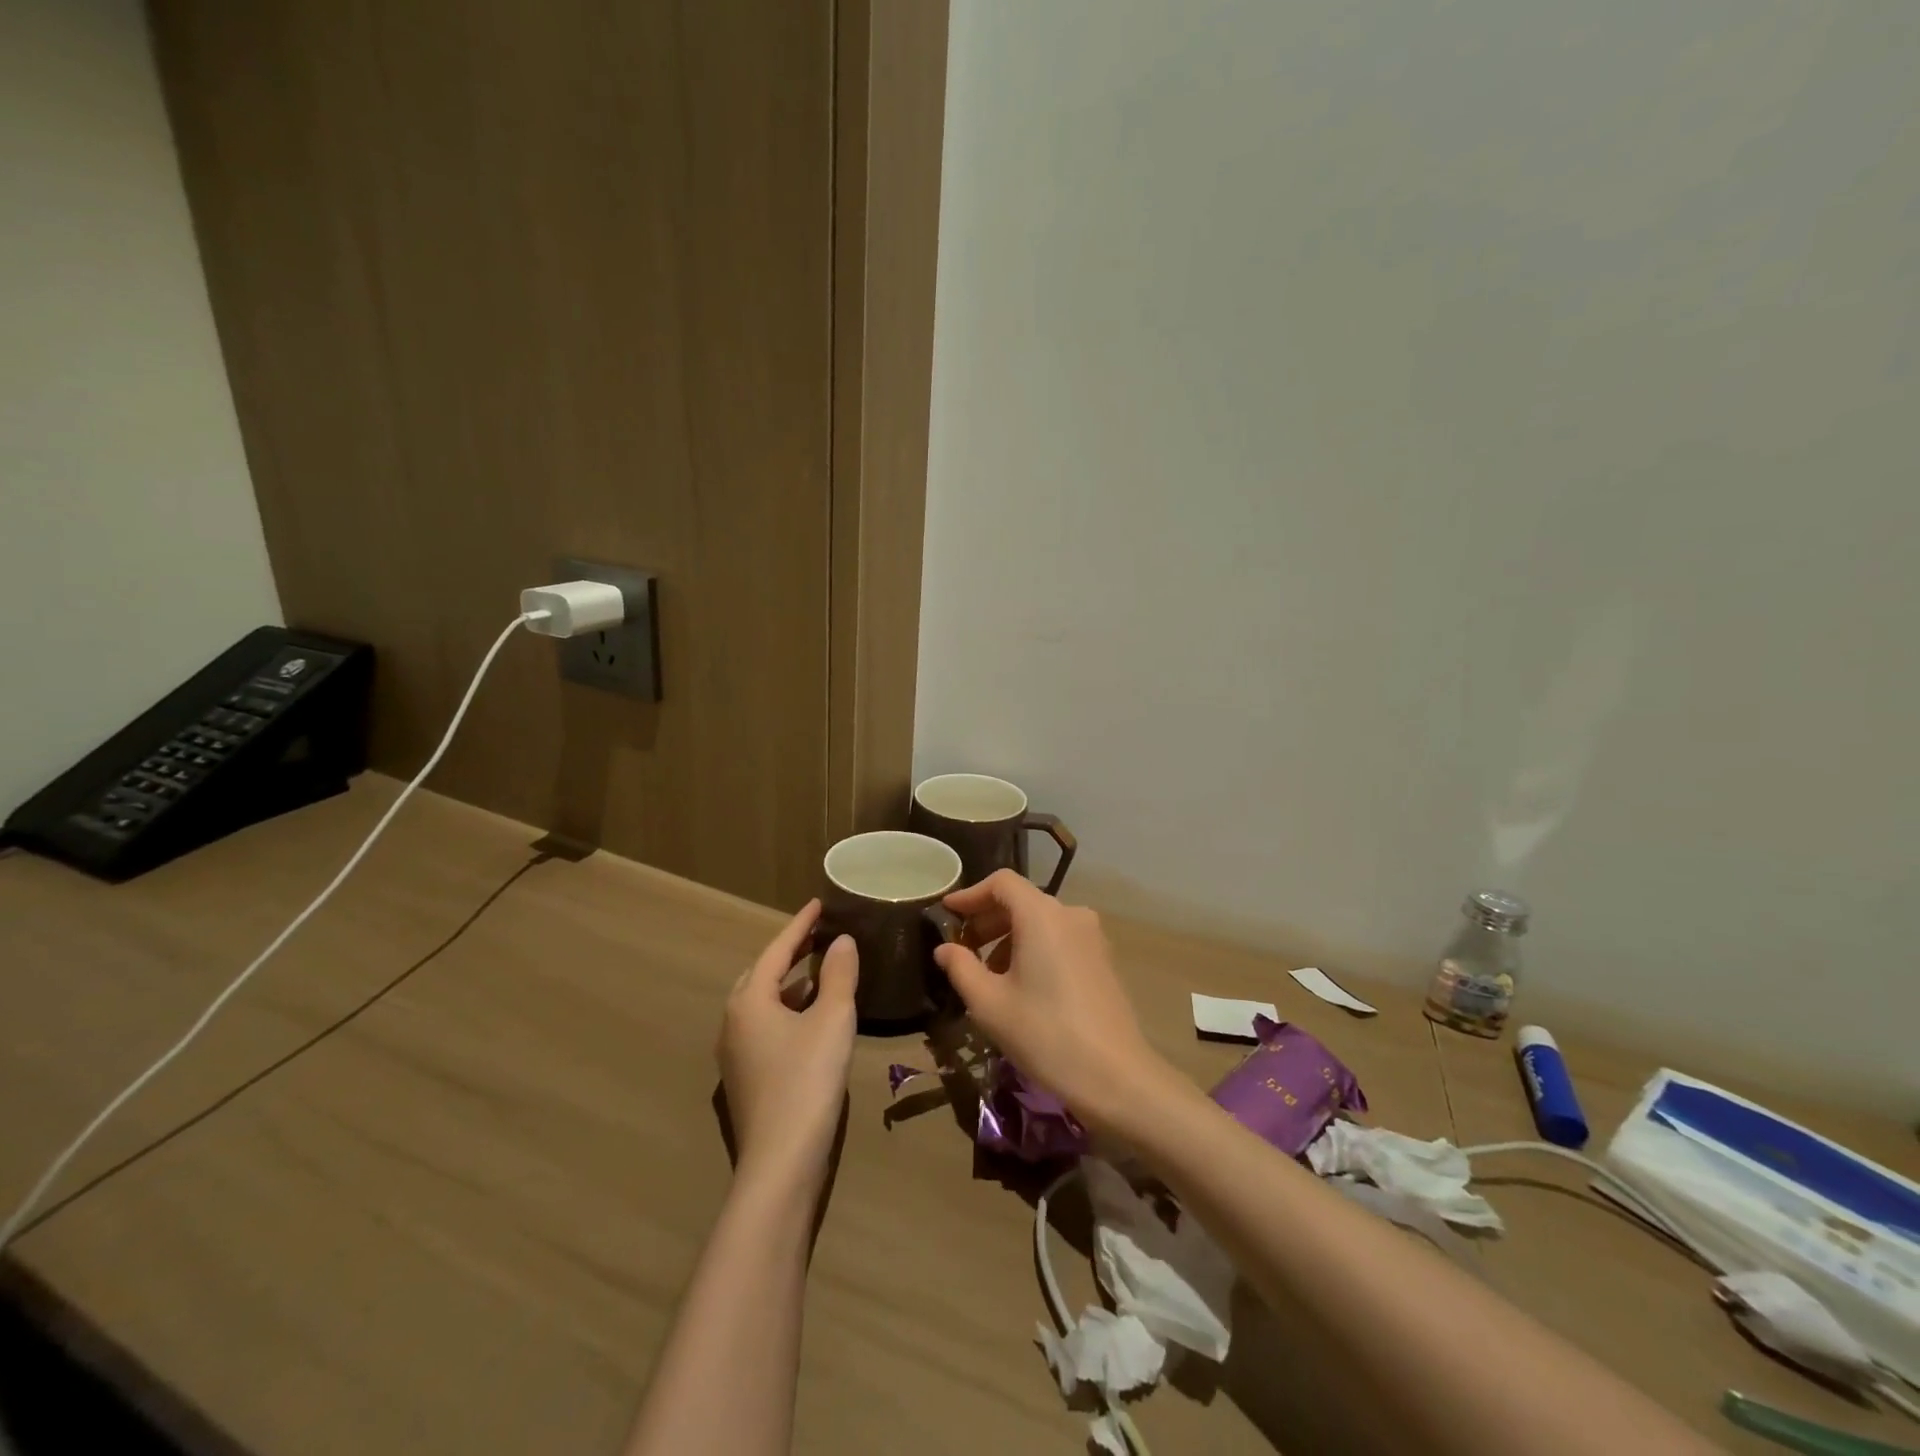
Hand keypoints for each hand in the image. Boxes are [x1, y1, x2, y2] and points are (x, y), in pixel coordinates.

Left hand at [718, 900, 858, 1188]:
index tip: (819, 903)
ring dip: (790, 983)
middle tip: (818, 935)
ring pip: (763, 1003)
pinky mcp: (746, 1078)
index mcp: (748, 1001)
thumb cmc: (807, 1080)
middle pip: (762, 974)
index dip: (800, 925)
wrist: (780, 1163)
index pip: (776, 950)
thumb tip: (841, 941)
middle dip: (790, 952)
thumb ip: (838, 975)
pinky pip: (765, 1026)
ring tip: (820, 970)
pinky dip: (788, 1010)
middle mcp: (733, 1022)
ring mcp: (735, 1053)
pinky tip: (811, 1018)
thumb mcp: (832, 1019)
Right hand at [933, 870, 1164, 1134]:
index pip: (1001, 883)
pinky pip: (1059, 939)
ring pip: (1041, 921)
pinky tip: (1021, 985)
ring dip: (1009, 937)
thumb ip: (961, 967)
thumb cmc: (1044, 1034)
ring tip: (988, 975)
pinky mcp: (1103, 959)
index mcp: (1042, 915)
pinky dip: (1034, 948)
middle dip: (987, 920)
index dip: (970, 894)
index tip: (947, 913)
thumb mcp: (989, 1003)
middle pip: (1021, 900)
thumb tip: (945, 949)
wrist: (1114, 1076)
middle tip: (961, 948)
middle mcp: (1070, 914)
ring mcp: (1092, 936)